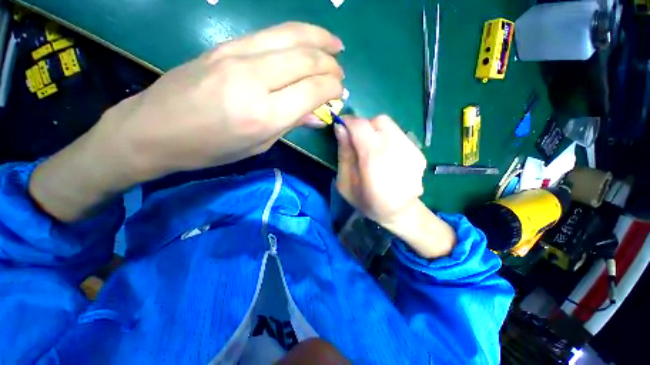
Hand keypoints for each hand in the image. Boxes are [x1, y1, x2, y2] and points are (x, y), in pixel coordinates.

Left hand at [99, 22, 344, 178]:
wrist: (154, 129)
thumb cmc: (211, 149)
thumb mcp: (258, 145)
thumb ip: (291, 125)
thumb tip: (317, 114)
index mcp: (264, 115)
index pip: (312, 91)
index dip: (332, 88)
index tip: (340, 92)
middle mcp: (254, 80)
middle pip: (306, 59)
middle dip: (330, 65)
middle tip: (340, 73)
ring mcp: (237, 56)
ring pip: (291, 36)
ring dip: (320, 38)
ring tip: (336, 44)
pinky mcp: (225, 45)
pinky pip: (270, 33)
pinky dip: (297, 33)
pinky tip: (308, 38)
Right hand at [335, 116, 425, 224]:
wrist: (401, 213)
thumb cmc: (367, 201)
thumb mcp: (345, 183)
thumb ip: (344, 154)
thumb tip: (340, 128)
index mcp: (374, 160)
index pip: (360, 126)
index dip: (348, 122)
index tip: (341, 127)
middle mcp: (396, 150)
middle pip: (378, 121)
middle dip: (363, 126)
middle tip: (357, 141)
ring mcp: (411, 150)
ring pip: (390, 125)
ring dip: (375, 131)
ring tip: (371, 149)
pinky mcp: (419, 153)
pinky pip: (399, 134)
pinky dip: (388, 139)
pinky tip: (386, 156)